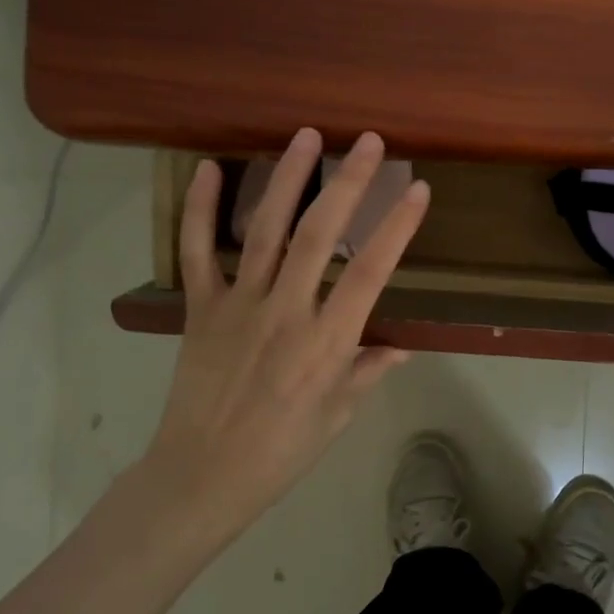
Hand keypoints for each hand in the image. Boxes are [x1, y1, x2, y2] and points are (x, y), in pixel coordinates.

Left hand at [133, 128, 429, 553]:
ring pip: (264, 230)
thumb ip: (368, 369)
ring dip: (287, 179)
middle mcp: (285, 312)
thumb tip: (402, 345)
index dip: (395, 228)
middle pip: (319, 235)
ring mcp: (238, 305)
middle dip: (347, 183)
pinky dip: (199, 210)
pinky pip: (196, 252)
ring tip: (306, 137)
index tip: (416, 189)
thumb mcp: (339, 414)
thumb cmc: (283, 451)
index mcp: (326, 342)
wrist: (203, 476)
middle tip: (368, 143)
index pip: (369, 273)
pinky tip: (207, 169)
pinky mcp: (200, 308)